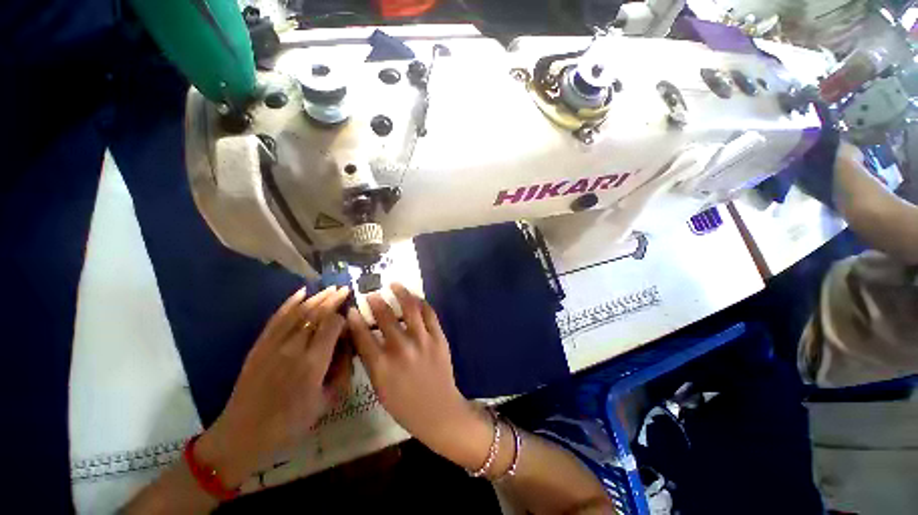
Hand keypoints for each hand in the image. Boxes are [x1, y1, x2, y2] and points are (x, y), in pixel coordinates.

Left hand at [197, 286, 352, 485]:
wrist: (243, 434)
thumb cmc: (291, 422)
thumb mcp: (327, 401)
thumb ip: (342, 370)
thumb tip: (349, 344)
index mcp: (313, 364)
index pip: (332, 326)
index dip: (343, 317)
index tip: (350, 316)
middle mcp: (293, 349)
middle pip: (316, 314)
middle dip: (333, 299)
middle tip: (346, 289)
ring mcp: (273, 345)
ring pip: (299, 312)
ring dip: (317, 297)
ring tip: (331, 288)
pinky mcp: (259, 345)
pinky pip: (277, 318)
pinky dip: (290, 303)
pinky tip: (302, 292)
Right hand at [347, 283, 492, 470]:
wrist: (438, 410)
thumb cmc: (404, 404)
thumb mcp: (379, 388)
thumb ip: (371, 361)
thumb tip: (363, 337)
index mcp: (382, 366)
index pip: (363, 337)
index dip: (354, 320)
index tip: (351, 309)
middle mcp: (401, 350)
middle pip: (385, 317)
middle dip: (376, 301)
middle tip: (371, 293)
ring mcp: (423, 341)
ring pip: (410, 308)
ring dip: (401, 293)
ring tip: (394, 284)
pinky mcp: (439, 338)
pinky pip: (430, 314)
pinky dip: (421, 302)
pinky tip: (415, 297)